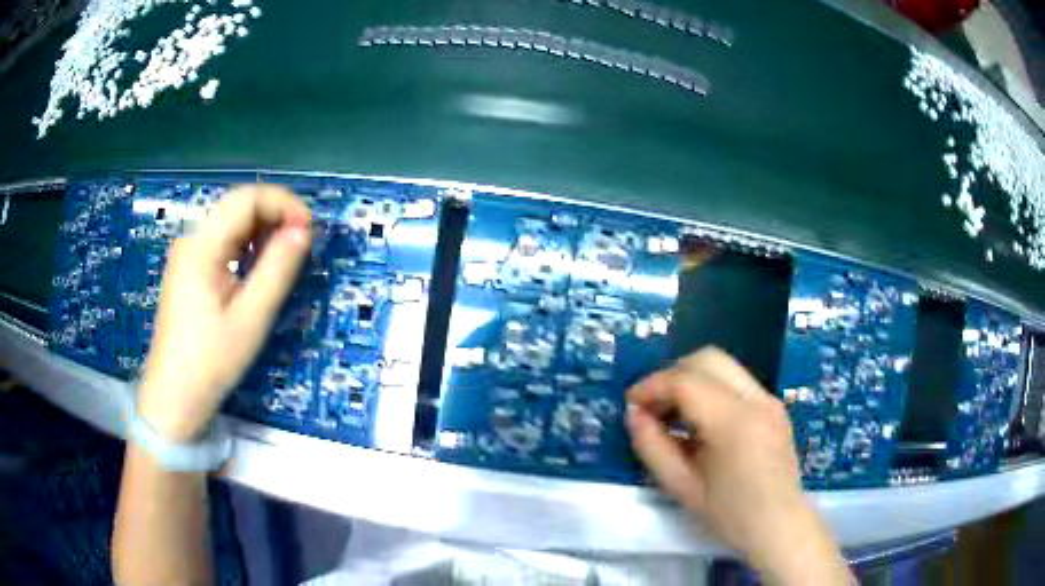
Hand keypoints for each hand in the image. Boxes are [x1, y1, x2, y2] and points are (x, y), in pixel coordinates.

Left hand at [137, 185, 311, 441]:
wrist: (174, 397)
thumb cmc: (212, 361)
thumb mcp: (251, 318)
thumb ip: (277, 269)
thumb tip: (303, 230)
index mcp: (202, 245)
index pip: (247, 198)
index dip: (284, 204)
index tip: (309, 231)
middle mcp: (191, 239)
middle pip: (238, 205)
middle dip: (275, 215)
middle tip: (302, 244)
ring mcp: (187, 253)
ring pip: (230, 221)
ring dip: (262, 229)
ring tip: (285, 257)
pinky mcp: (188, 269)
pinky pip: (221, 241)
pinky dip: (246, 244)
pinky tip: (257, 267)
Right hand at [626, 347, 851, 584]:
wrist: (779, 526)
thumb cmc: (730, 515)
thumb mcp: (682, 487)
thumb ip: (652, 447)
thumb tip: (634, 414)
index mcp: (734, 422)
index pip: (686, 381)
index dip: (652, 386)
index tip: (631, 405)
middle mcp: (756, 399)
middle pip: (707, 358)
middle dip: (672, 374)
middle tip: (652, 406)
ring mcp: (769, 399)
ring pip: (723, 365)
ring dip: (692, 379)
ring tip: (673, 413)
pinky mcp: (774, 405)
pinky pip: (736, 381)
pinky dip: (710, 389)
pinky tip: (700, 421)